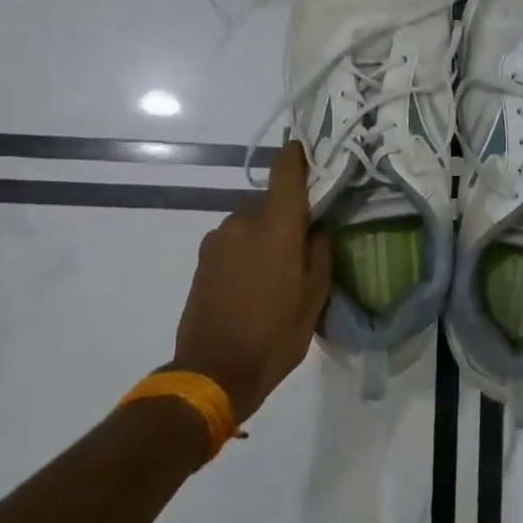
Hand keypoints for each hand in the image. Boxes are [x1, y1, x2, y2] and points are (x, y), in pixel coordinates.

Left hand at [171, 140, 331, 422]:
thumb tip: (316, 229)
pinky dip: (246, 251)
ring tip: (277, 272)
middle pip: (270, 202)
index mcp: (274, 225)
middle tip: (304, 244)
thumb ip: (319, 253)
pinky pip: (233, 242)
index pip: (285, 171)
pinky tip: (253, 283)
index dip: (297, 155)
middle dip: (287, 216)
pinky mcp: (202, 259)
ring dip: (265, 237)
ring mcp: (217, 239)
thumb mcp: (314, 298)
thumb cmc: (274, 334)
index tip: (309, 151)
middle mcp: (242, 221)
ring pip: (250, 224)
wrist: (213, 371)